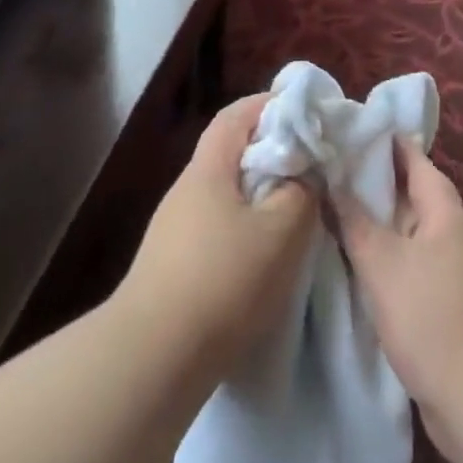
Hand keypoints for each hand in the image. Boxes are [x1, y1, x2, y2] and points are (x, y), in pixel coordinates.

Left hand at [117, 92, 318, 379]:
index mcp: (208, 169)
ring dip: (258, 194)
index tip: (304, 112)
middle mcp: (186, 190)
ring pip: (225, 193)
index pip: (236, 115)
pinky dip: (244, 227)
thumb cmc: (223, 281)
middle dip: (269, 152)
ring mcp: (174, 228)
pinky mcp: (172, 264)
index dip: (269, 106)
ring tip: (293, 212)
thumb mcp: (280, 233)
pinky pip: (216, 227)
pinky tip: (262, 257)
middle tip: (309, 165)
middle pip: (230, 153)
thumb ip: (300, 193)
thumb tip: (303, 175)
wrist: (153, 356)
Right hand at [335, 140, 462, 462]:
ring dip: (378, 224)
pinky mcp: (452, 309)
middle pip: (411, 195)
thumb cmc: (433, 318)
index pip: (413, 158)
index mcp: (445, 211)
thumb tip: (332, 179)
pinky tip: (359, 266)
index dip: (382, 141)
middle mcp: (455, 234)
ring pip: (410, 234)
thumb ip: (353, 220)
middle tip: (328, 169)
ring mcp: (457, 273)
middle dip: (374, 183)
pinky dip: (387, 260)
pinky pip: (413, 268)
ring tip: (334, 212)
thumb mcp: (382, 263)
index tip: (346, 128)